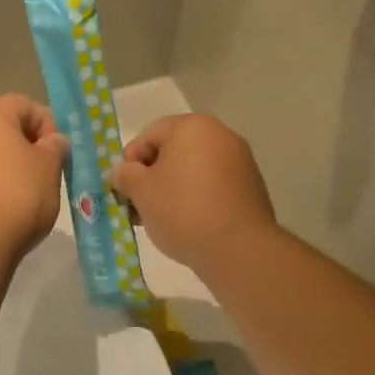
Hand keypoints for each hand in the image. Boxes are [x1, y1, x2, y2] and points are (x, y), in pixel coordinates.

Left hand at [0, 95, 68, 264]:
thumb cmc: (18, 196)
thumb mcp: (50, 167)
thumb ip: (55, 146)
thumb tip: (53, 140)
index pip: (24, 104)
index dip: (46, 123)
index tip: (57, 151)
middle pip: (2, 127)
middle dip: (25, 144)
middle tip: (45, 170)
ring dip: (6, 164)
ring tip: (25, 191)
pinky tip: (2, 206)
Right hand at [109, 115, 276, 271]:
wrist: (238, 248)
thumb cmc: (182, 210)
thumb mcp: (141, 192)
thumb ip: (126, 175)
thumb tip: (123, 171)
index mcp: (192, 127)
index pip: (150, 134)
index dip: (131, 160)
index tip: (124, 188)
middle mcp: (221, 135)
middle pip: (174, 150)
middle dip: (153, 176)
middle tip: (139, 205)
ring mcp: (241, 160)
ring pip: (194, 169)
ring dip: (174, 188)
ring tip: (162, 218)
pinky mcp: (252, 186)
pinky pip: (214, 185)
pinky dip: (198, 197)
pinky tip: (189, 223)